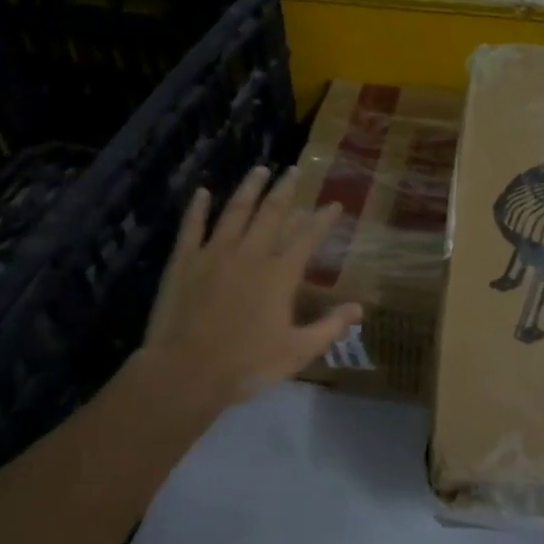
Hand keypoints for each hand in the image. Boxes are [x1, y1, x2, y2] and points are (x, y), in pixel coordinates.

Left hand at [131, 166, 361, 419]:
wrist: (186, 373)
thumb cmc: (247, 365)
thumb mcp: (298, 351)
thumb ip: (330, 327)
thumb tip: (360, 308)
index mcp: (280, 274)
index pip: (307, 237)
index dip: (322, 219)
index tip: (334, 203)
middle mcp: (250, 254)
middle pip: (271, 213)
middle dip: (286, 190)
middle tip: (294, 170)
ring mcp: (214, 254)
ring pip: (235, 211)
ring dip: (249, 189)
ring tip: (260, 170)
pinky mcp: (184, 262)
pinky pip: (192, 227)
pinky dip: (197, 208)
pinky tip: (202, 193)